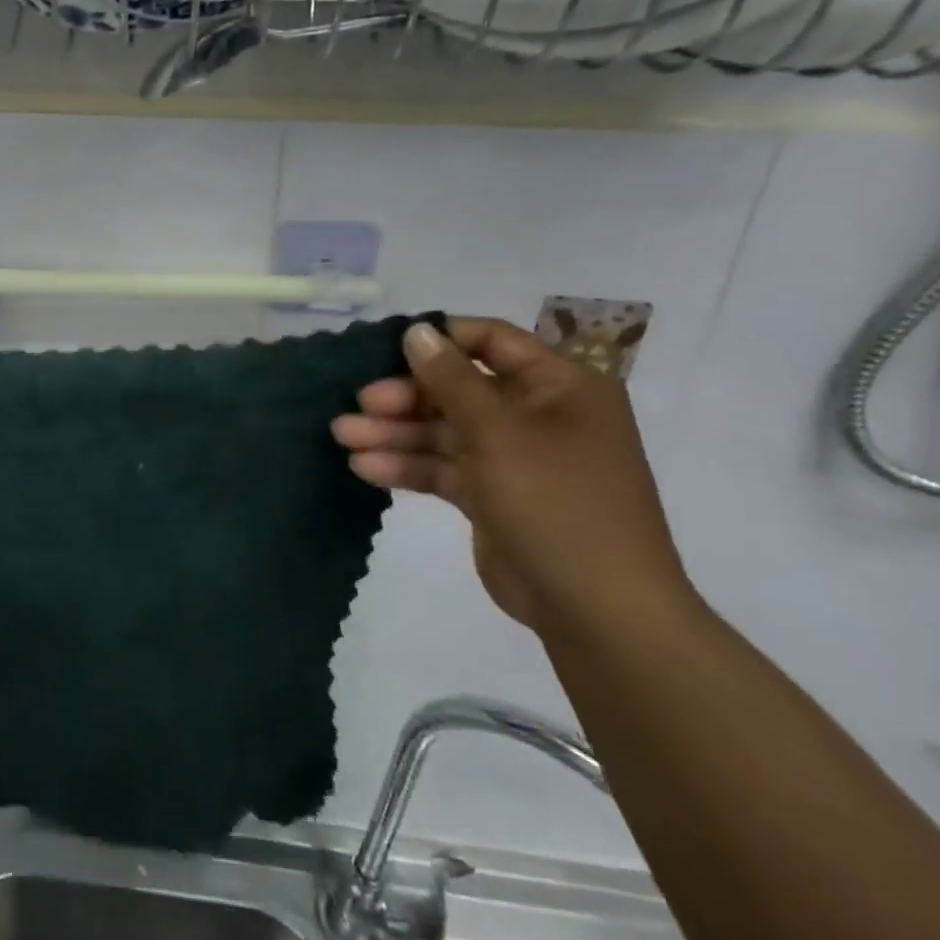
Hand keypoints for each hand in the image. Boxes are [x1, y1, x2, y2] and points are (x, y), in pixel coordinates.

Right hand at [333, 318, 695, 641]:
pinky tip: (364, 468)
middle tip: (358, 404)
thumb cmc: (556, 501)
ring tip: (343, 437)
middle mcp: (537, 415)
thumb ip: (451, 379)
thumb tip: (417, 330)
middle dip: (404, 397)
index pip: (491, 341)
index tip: (385, 349)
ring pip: (443, 431)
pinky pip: (443, 468)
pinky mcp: (491, 495)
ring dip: (395, 433)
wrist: (596, 609)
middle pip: (457, 390)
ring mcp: (513, 457)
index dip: (439, 341)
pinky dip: (407, 466)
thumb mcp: (499, 431)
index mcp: (559, 386)